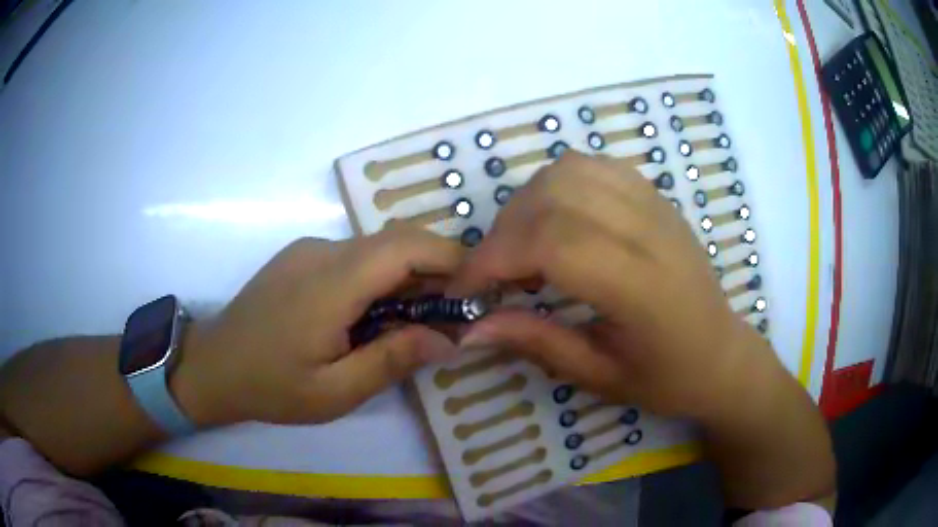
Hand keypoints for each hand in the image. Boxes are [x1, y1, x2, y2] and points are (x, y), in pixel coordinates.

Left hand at [171, 230, 462, 426]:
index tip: (476, 292)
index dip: (451, 259)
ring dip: (408, 274)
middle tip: (450, 314)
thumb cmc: (270, 386)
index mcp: (331, 283)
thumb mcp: (335, 391)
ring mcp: (309, 249)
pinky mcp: (301, 256)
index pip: (407, 246)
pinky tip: (373, 314)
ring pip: (377, 247)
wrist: (211, 366)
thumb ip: (392, 360)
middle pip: (397, 239)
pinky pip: (355, 255)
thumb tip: (447, 338)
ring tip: (413, 321)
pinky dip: (381, 276)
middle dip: (436, 267)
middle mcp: (323, 252)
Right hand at [451, 152, 771, 419]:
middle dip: (504, 231)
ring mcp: (655, 206)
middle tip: (495, 274)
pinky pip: (593, 167)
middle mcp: (649, 233)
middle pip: (555, 195)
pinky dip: (558, 186)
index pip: (553, 243)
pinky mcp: (655, 196)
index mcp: (641, 288)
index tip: (465, 290)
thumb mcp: (600, 377)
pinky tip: (558, 221)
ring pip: (570, 170)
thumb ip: (536, 343)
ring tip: (524, 246)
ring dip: (528, 203)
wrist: (722, 353)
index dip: (494, 259)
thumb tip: (472, 326)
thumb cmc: (667, 377)